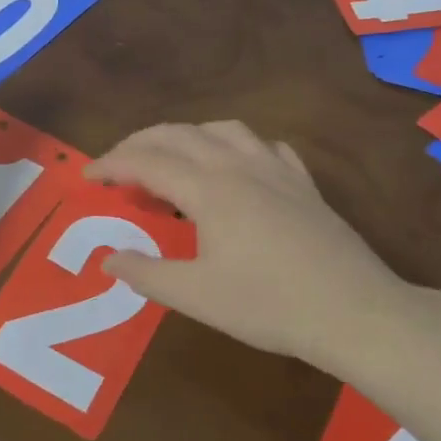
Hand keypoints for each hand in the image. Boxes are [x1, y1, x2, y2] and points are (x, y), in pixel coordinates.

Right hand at [87, 120, 409, 363]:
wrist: (354, 311)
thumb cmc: (269, 305)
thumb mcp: (197, 296)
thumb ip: (147, 274)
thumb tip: (109, 258)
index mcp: (208, 188)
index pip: (147, 162)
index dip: (111, 165)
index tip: (86, 176)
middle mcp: (237, 165)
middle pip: (178, 135)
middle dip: (140, 142)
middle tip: (116, 164)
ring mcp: (275, 169)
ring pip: (222, 129)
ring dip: (186, 135)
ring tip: (171, 156)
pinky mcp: (303, 182)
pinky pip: (264, 145)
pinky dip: (237, 145)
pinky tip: (237, 164)